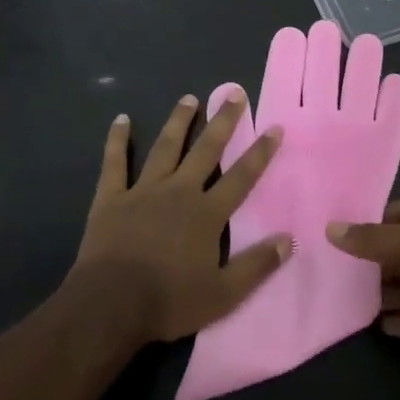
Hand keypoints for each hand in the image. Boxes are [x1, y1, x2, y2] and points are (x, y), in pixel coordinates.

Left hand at [73, 92, 291, 344]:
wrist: (110, 305)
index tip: (274, 127)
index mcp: (207, 213)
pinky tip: (122, 119)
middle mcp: (179, 191)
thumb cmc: (169, 301)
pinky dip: (118, 140)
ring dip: (179, 121)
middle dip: (223, 121)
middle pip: (206, 150)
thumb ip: (257, 265)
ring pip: (166, 147)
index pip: (241, 177)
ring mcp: (143, 190)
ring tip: (189, 98)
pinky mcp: (111, 197)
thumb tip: (289, 238)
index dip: (260, 152)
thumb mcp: (223, 294)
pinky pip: (115, 162)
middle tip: (234, 93)